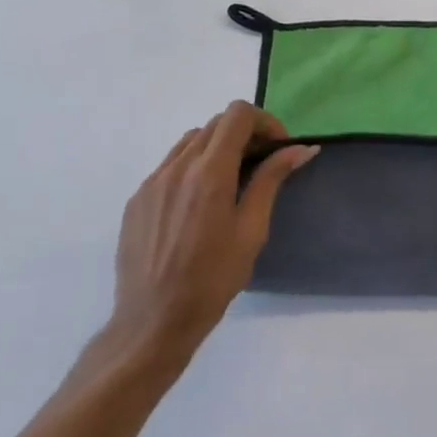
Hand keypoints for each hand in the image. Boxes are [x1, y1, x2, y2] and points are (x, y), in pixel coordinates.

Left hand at [105, 102, 316, 365]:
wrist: (153, 322)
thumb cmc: (212, 280)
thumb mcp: (251, 230)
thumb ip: (272, 180)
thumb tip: (300, 149)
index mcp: (209, 172)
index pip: (237, 115)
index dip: (264, 122)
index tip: (278, 148)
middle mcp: (177, 167)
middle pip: (215, 124)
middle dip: (244, 134)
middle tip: (262, 164)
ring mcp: (152, 182)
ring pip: (190, 142)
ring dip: (217, 148)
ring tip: (231, 182)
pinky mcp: (136, 199)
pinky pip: (169, 166)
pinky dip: (192, 168)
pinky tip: (198, 204)